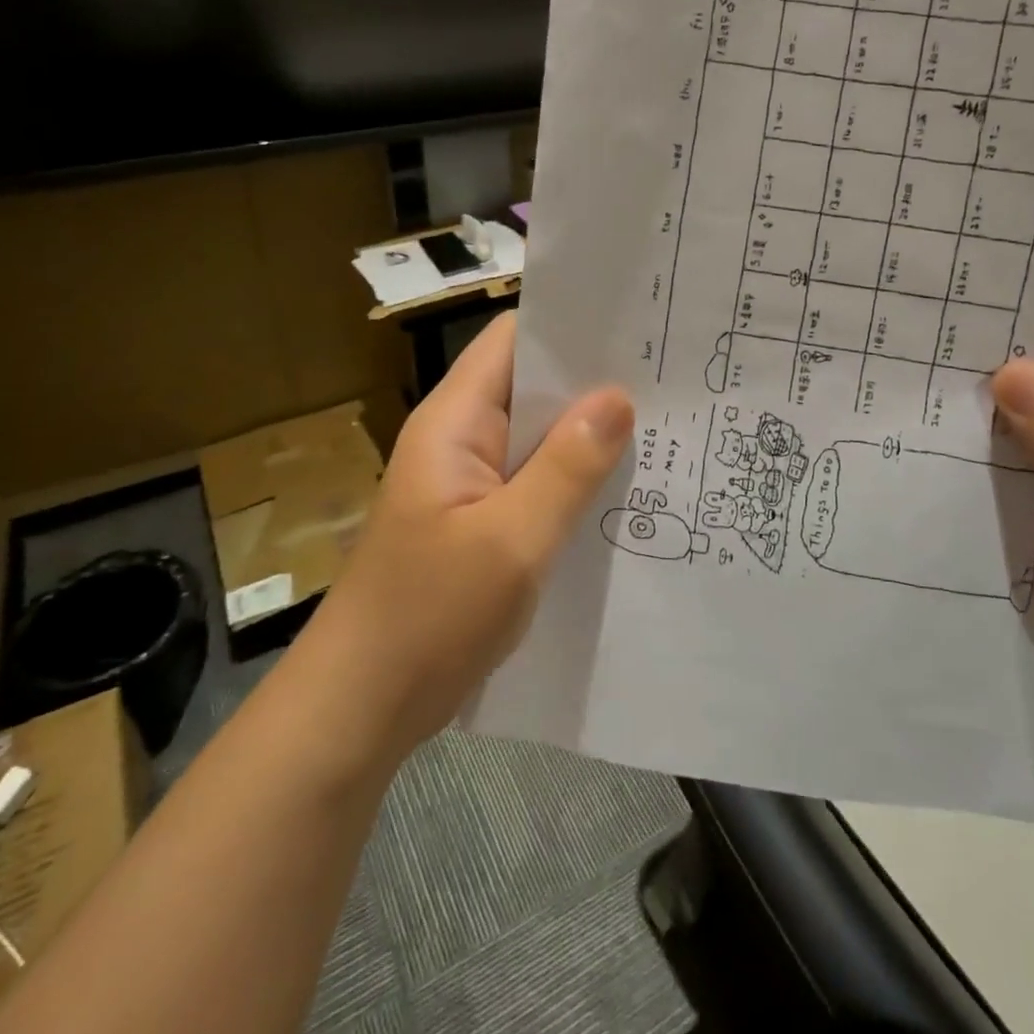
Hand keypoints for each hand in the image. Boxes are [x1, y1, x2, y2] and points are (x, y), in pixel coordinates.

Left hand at [311, 313, 633, 767]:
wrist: (362, 707)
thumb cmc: (429, 615)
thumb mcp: (512, 540)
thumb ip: (568, 467)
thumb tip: (619, 396)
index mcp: (455, 422)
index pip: (514, 341)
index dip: (571, 327)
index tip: (638, 327)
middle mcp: (462, 440)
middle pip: (532, 386)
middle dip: (595, 382)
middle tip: (671, 378)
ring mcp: (471, 483)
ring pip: (539, 438)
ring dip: (589, 434)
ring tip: (665, 426)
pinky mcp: (482, 523)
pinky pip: (536, 482)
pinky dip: (575, 479)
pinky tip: (625, 490)